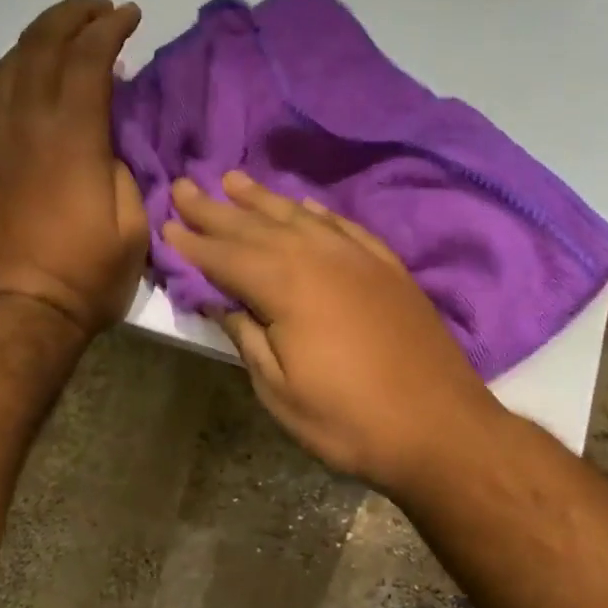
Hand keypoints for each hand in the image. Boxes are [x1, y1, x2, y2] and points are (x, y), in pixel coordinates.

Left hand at [0, 0, 148, 333]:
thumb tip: (108, 144)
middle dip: (71, 17)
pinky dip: (10, 70)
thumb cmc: (84, 277)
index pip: (88, 60)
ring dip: (37, 37)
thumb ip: (124, 173)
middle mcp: (26, 124)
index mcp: (72, 138)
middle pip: (41, 47)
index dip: (109, 29)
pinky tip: (23, 72)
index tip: (129, 14)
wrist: (13, 312)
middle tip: (98, 9)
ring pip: (8, 65)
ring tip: (62, 32)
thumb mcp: (132, 228)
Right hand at [163, 172, 502, 491]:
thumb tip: (220, 301)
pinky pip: (344, 226)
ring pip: (300, 217)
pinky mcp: (388, 267)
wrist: (440, 426)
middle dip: (217, 209)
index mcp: (287, 286)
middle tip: (186, 186)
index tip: (166, 224)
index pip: (226, 257)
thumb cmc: (349, 419)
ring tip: (234, 180)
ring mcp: (359, 258)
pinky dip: (317, 213)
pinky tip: (304, 206)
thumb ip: (247, 337)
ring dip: (263, 200)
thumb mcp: (280, 391)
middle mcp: (320, 257)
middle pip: (257, 227)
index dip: (193, 243)